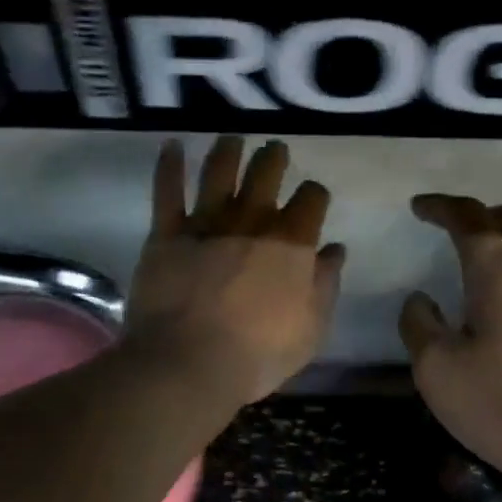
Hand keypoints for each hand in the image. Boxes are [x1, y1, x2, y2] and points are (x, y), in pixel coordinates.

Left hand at [126, 136, 344, 407]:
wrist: (190, 362)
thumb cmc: (259, 354)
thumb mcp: (311, 329)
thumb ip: (325, 285)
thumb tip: (334, 250)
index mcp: (292, 242)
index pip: (312, 199)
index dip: (315, 195)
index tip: (313, 200)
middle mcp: (251, 221)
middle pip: (266, 172)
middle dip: (274, 158)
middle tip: (274, 151)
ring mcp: (207, 223)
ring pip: (219, 171)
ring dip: (228, 151)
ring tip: (232, 139)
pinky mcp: (167, 234)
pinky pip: (167, 190)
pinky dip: (169, 166)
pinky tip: (172, 146)